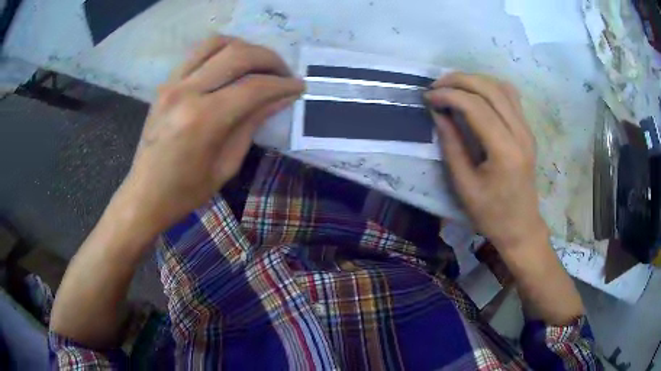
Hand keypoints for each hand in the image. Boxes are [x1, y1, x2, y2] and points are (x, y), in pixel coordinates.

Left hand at [121, 36, 303, 233]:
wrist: (145, 194)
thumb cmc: (186, 191)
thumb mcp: (227, 165)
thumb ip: (252, 124)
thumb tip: (281, 98)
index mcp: (203, 120)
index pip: (254, 87)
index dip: (282, 84)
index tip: (299, 87)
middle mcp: (187, 92)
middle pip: (238, 55)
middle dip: (270, 59)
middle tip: (284, 73)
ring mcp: (173, 83)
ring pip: (217, 43)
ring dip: (246, 47)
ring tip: (260, 64)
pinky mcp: (166, 83)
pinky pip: (198, 52)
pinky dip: (222, 50)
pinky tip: (233, 64)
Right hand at [424, 73, 546, 250]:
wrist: (521, 227)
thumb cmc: (491, 214)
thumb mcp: (464, 185)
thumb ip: (451, 145)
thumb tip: (438, 113)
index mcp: (505, 151)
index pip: (476, 107)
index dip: (449, 95)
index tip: (428, 97)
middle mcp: (520, 133)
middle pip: (490, 89)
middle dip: (459, 80)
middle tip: (436, 85)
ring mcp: (527, 130)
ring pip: (502, 87)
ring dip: (475, 80)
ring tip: (453, 86)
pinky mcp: (527, 130)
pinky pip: (510, 96)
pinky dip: (490, 87)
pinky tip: (476, 94)